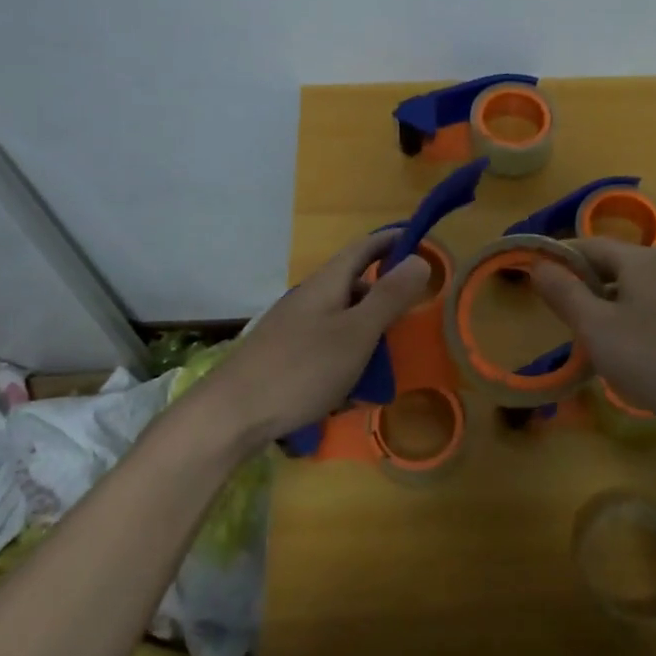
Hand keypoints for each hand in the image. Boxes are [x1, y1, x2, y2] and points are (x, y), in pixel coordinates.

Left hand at [204, 231, 433, 450]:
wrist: (232, 414)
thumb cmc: (302, 369)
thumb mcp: (356, 333)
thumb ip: (389, 297)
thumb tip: (420, 259)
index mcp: (327, 283)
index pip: (364, 248)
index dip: (392, 241)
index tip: (423, 242)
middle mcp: (308, 297)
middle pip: (354, 285)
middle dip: (385, 295)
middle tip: (413, 315)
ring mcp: (293, 327)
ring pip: (341, 318)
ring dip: (367, 331)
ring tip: (387, 360)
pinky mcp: (284, 355)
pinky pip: (326, 345)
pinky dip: (347, 356)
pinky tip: (352, 387)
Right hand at [531, 239, 655, 441]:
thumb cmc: (654, 359)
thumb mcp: (597, 327)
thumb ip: (564, 292)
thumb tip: (538, 264)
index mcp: (640, 259)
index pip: (586, 244)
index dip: (556, 258)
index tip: (530, 280)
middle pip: (608, 265)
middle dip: (578, 285)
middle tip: (554, 314)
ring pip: (627, 289)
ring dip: (600, 306)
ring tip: (582, 336)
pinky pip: (646, 308)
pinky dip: (624, 320)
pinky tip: (619, 351)